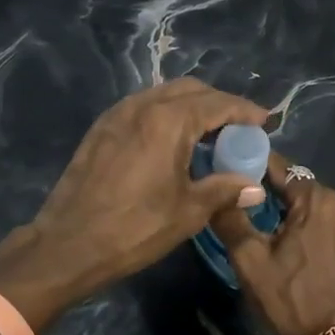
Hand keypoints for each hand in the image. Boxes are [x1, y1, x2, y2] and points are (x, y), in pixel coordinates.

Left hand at [0, 79, 268, 322]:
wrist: (68, 244)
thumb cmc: (135, 228)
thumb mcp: (188, 211)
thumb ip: (224, 190)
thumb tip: (254, 187)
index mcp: (168, 121)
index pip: (218, 104)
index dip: (245, 111)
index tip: (266, 121)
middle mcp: (142, 106)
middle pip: (191, 90)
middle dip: (219, 104)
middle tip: (239, 128)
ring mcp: (117, 114)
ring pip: (164, 95)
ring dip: (191, 107)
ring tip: (209, 134)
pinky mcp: (101, 128)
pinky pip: (143, 108)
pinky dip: (166, 114)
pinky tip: (173, 141)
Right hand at [211, 154, 334, 334]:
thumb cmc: (294, 300)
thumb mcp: (251, 263)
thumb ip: (232, 220)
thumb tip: (219, 191)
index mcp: (317, 199)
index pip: (279, 167)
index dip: (253, 167)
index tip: (232, 172)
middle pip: (299, 188)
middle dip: (274, 194)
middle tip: (247, 208)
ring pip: (317, 208)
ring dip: (296, 214)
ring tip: (272, 231)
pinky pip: (333, 225)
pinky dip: (316, 229)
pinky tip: (301, 249)